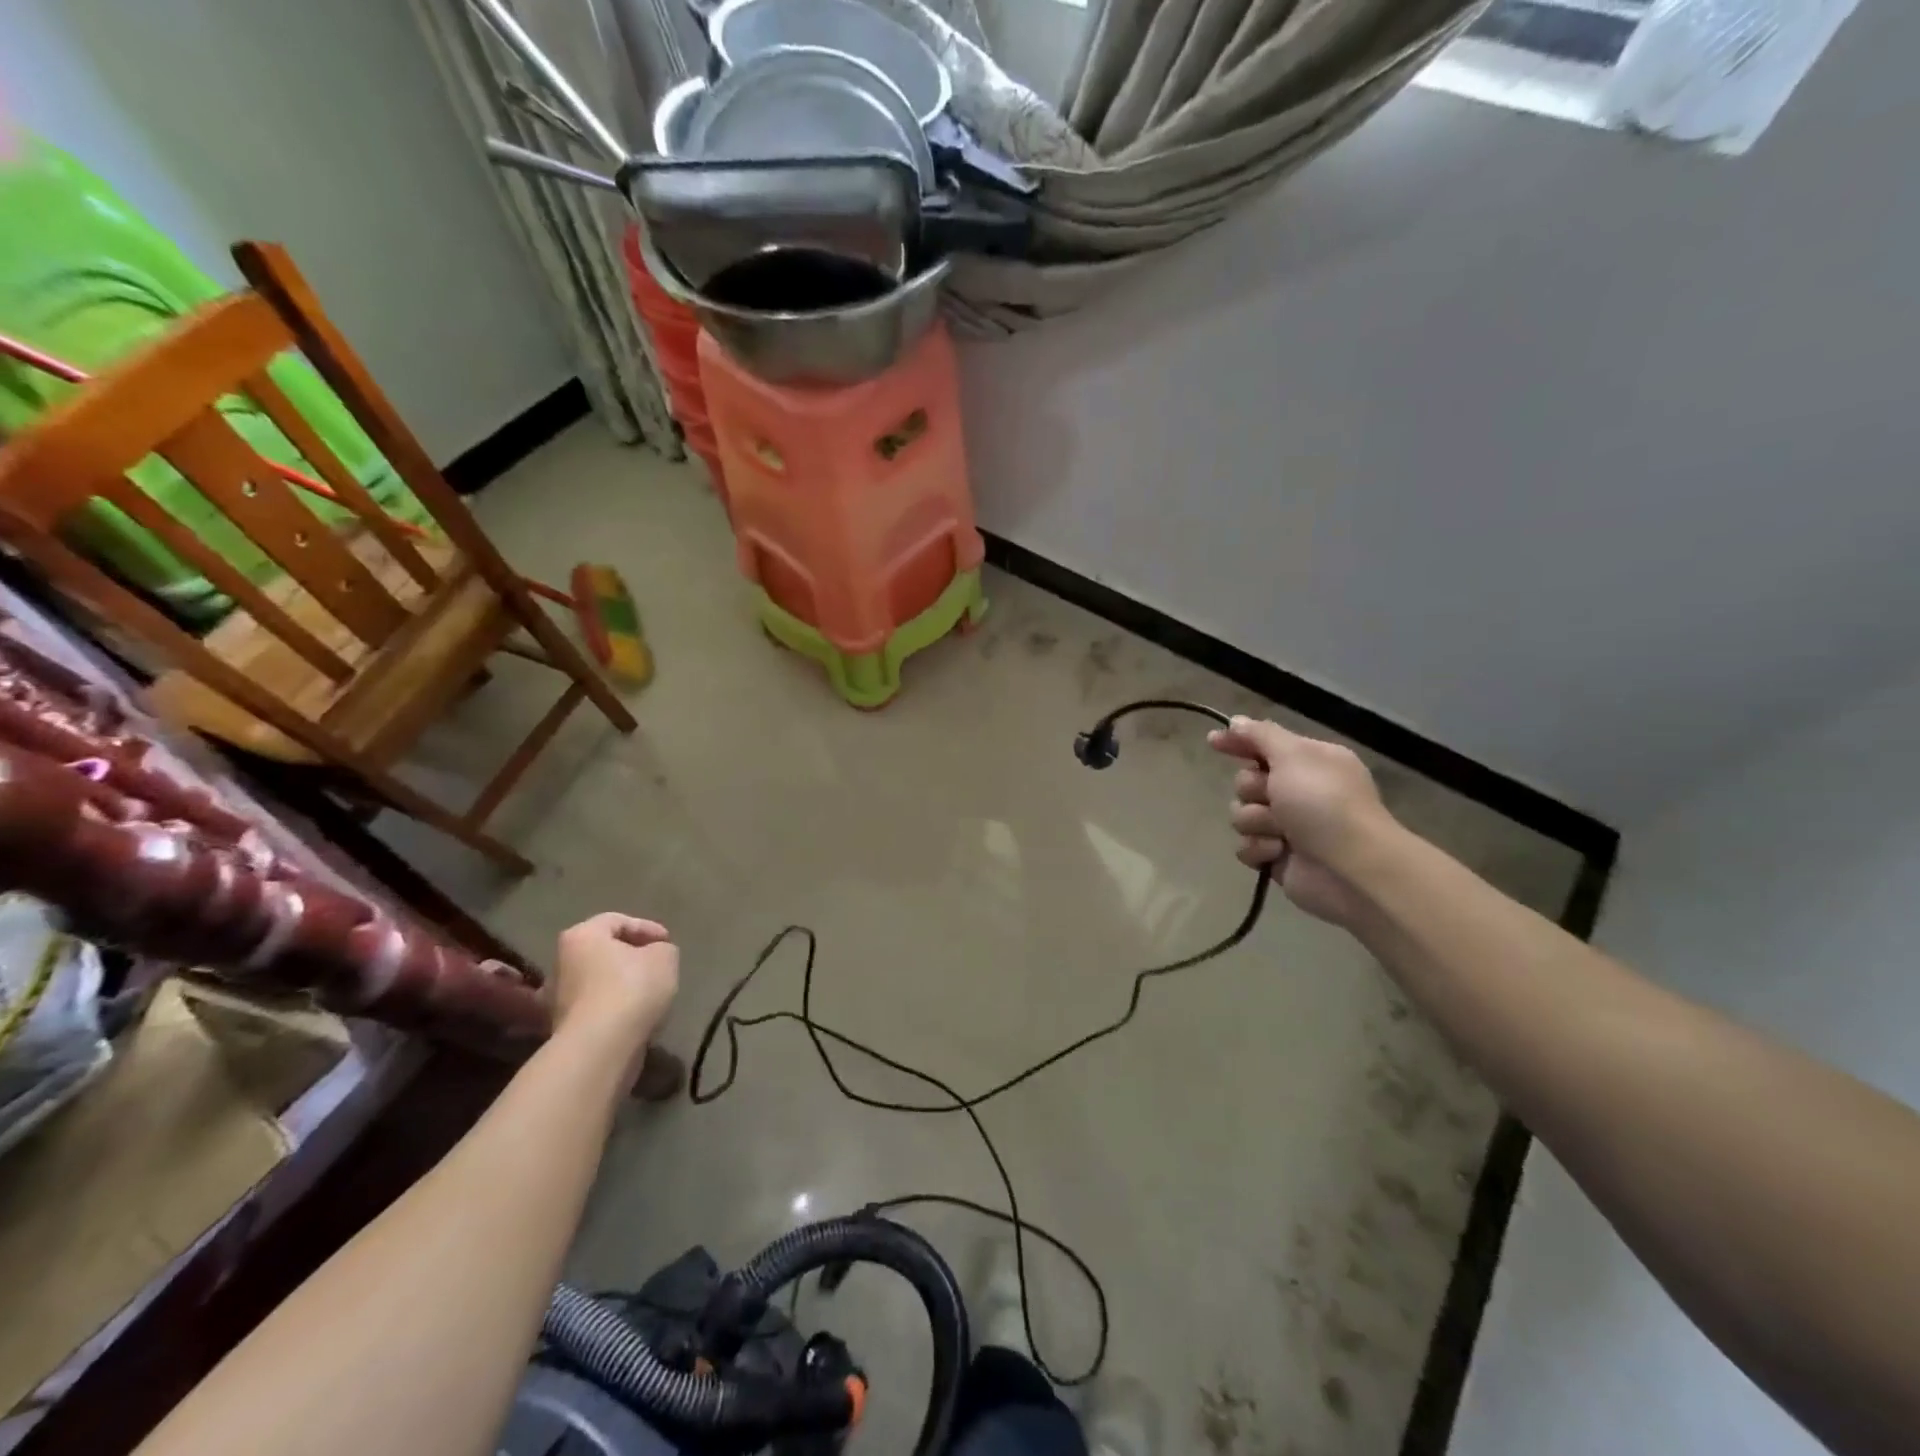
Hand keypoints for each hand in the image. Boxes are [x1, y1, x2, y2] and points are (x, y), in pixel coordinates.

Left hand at [549, 914, 678, 1065]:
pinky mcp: (563, 1029)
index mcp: (581, 936)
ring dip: (623, 984)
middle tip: (658, 963)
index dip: (647, 927)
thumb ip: (662, 948)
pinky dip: (615, 1008)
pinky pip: (596, 1008)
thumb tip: (654, 955)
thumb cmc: (631, 988)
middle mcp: (561, 963)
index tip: (668, 942)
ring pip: (598, 981)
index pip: (617, 921)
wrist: (600, 1047)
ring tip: (650, 993)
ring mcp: (557, 998)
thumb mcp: (664, 957)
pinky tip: (636, 1016)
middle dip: (631, 956)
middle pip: (602, 951)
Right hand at [1207, 717, 1391, 925]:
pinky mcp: (1276, 857)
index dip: (1238, 741)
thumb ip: (1261, 735)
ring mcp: (1287, 826)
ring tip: (1281, 832)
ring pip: (1242, 815)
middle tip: (1272, 797)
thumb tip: (1236, 721)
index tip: (1213, 741)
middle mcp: (1299, 791)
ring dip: (1256, 821)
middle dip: (1252, 789)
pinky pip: (1246, 846)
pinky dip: (1259, 848)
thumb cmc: (1324, 802)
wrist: (1350, 867)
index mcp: (1310, 762)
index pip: (1265, 744)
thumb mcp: (1293, 756)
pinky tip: (1278, 852)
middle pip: (1246, 781)